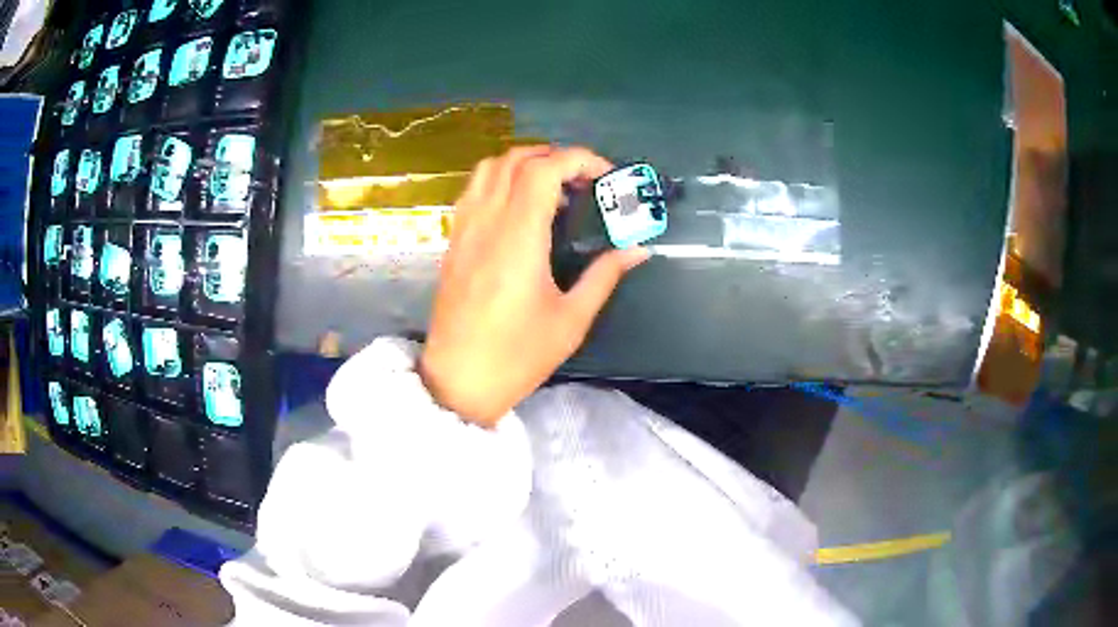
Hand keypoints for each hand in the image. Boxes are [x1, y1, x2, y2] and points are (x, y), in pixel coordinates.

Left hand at [419, 146, 650, 426]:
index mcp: (518, 236)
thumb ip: (604, 275)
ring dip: (523, 163)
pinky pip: (473, 191)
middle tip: (583, 180)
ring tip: (552, 187)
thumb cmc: (518, 355)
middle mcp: (487, 222)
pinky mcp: (453, 242)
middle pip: (515, 159)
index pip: (544, 169)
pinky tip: (518, 208)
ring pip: (489, 168)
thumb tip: (638, 249)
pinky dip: (499, 180)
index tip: (605, 175)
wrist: (459, 381)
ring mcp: (464, 229)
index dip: (578, 159)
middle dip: (554, 156)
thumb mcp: (571, 320)